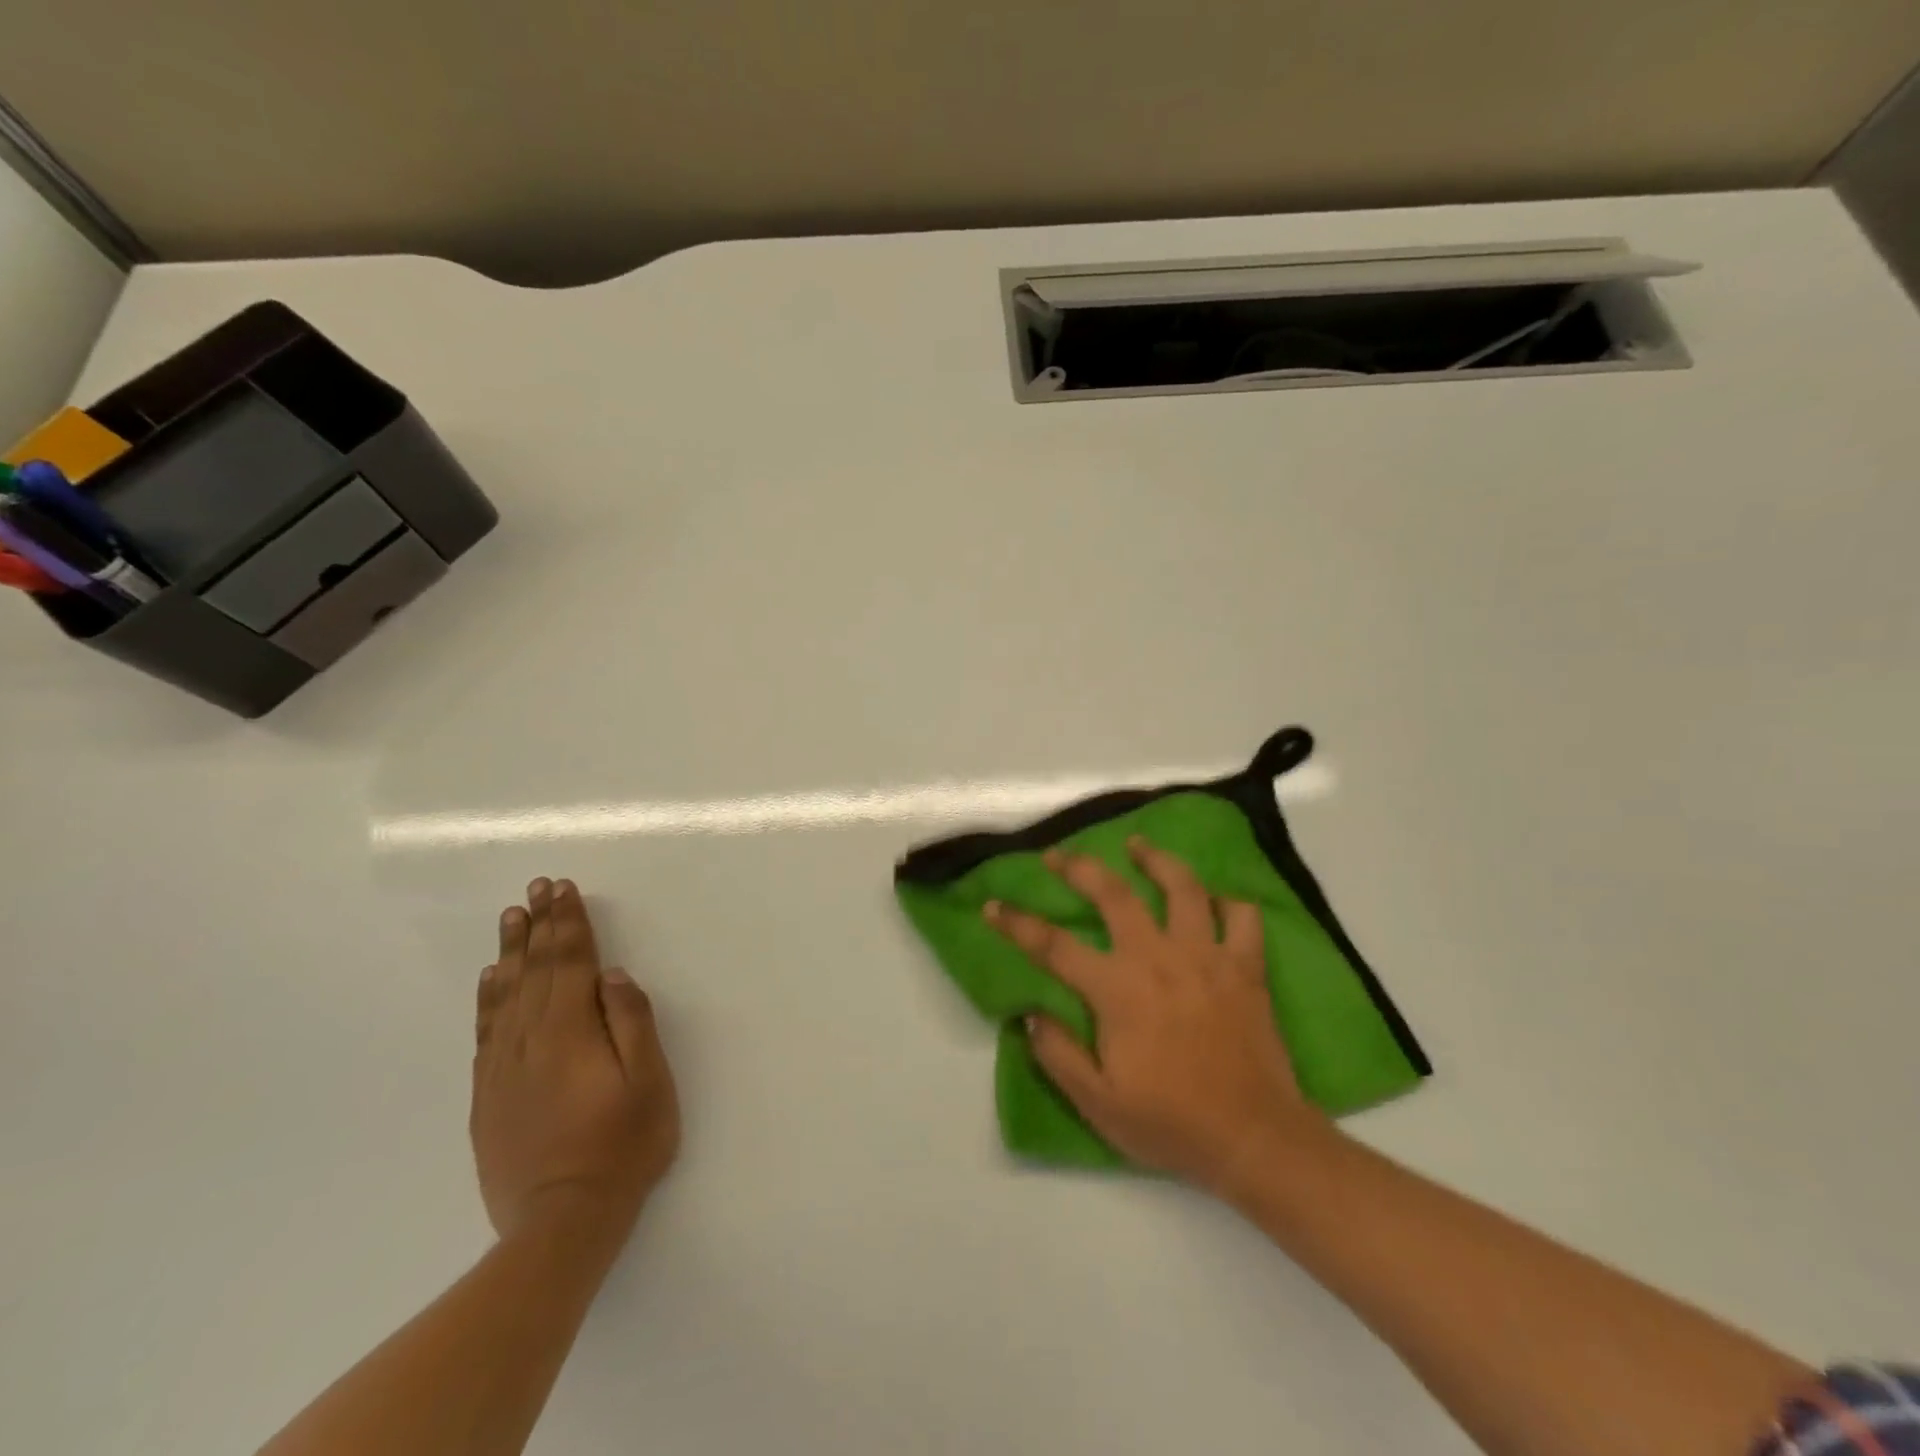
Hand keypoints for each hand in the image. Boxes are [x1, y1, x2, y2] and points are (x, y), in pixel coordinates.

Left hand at [472, 878, 679, 1246]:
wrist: (560, 1223)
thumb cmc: (621, 1147)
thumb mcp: (648, 1084)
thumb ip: (632, 1023)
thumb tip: (612, 974)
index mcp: (572, 1032)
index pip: (571, 962)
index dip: (568, 923)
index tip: (563, 888)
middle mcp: (531, 1040)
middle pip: (536, 970)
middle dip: (540, 924)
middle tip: (537, 886)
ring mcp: (504, 1067)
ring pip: (507, 993)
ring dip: (512, 951)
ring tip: (511, 916)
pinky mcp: (489, 1094)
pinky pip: (486, 1030)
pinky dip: (488, 996)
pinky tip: (491, 978)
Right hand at [986, 839, 1329, 1194]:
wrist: (1254, 1138)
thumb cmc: (1171, 1123)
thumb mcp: (1098, 1103)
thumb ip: (1058, 1054)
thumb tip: (1030, 1013)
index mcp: (1118, 989)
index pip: (1054, 946)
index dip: (1018, 923)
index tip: (994, 906)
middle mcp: (1158, 957)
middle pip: (1113, 893)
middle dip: (1079, 867)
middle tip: (1058, 855)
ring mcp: (1206, 956)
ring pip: (1182, 887)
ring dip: (1156, 859)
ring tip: (1137, 845)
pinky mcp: (1246, 966)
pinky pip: (1241, 916)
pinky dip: (1227, 902)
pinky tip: (1213, 901)